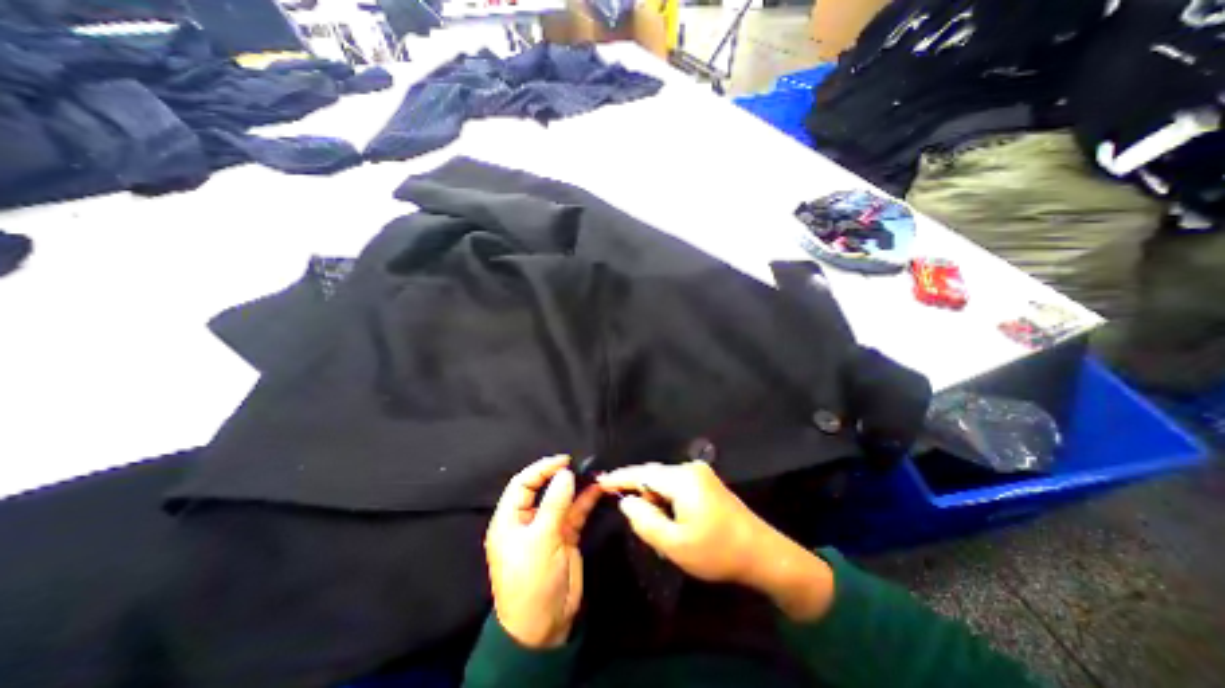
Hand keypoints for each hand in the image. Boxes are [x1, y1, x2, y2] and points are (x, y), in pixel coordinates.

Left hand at [489, 455, 600, 648]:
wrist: (544, 627)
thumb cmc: (532, 581)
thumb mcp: (541, 541)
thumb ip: (555, 504)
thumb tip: (565, 473)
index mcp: (510, 519)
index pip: (523, 483)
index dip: (542, 468)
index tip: (564, 460)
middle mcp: (528, 520)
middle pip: (543, 488)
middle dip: (560, 475)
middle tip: (580, 465)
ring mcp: (548, 528)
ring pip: (562, 499)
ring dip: (577, 486)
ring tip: (594, 473)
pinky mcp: (565, 536)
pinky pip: (575, 512)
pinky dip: (586, 500)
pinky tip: (598, 489)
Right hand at [600, 464, 838, 620]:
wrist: (763, 554)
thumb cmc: (717, 551)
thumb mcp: (675, 544)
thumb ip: (645, 521)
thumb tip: (627, 502)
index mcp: (682, 479)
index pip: (642, 474)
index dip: (619, 478)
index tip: (600, 481)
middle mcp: (690, 469)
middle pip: (653, 476)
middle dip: (640, 494)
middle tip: (634, 520)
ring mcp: (700, 474)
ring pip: (664, 482)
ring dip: (655, 500)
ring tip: (659, 528)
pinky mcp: (706, 482)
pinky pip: (676, 486)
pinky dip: (667, 500)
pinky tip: (672, 520)